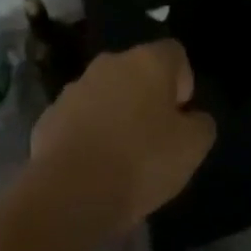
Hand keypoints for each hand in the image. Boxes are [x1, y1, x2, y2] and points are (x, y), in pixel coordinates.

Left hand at [28, 40, 215, 234]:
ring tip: (118, 159)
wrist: (67, 196)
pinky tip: (90, 169)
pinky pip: (77, 120)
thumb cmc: (139, 163)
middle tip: (153, 139)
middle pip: (138, 72)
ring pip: (105, 94)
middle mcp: (111, 62)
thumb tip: (193, 119)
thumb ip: (201, 125)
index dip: (182, 83)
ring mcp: (75, 88)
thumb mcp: (192, 149)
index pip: (175, 54)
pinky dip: (86, 136)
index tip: (180, 118)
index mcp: (149, 61)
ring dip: (114, 115)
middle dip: (146, 98)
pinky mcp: (48, 117)